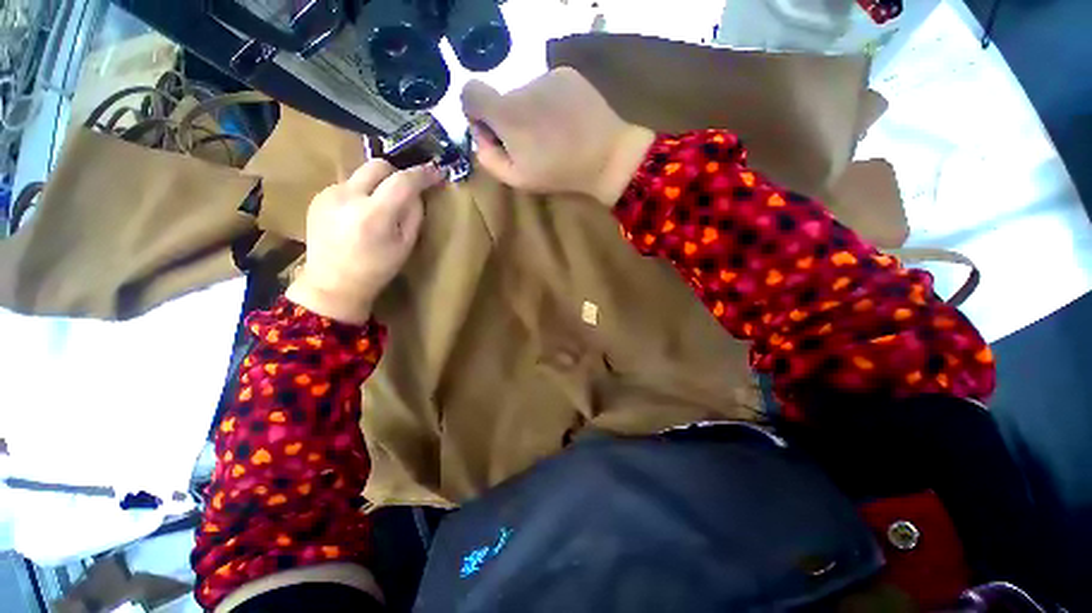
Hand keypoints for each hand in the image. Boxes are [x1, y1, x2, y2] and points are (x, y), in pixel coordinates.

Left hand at [285, 160, 444, 323]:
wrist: (333, 283)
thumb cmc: (377, 269)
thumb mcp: (406, 245)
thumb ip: (414, 214)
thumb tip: (416, 192)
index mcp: (374, 215)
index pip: (402, 181)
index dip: (422, 174)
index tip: (435, 172)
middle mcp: (348, 197)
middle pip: (378, 165)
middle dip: (397, 173)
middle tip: (406, 190)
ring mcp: (329, 194)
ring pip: (362, 174)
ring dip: (377, 185)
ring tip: (380, 208)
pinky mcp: (318, 196)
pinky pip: (348, 185)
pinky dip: (361, 193)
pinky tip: (360, 215)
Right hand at [461, 67, 654, 205]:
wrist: (607, 157)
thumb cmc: (560, 173)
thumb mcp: (517, 178)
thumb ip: (488, 158)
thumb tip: (481, 136)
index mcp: (506, 113)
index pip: (469, 92)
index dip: (476, 112)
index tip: (495, 133)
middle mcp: (522, 85)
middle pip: (502, 98)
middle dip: (508, 120)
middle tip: (533, 144)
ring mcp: (546, 76)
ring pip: (525, 93)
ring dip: (530, 112)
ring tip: (554, 135)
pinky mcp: (566, 73)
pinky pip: (545, 86)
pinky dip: (548, 103)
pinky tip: (566, 122)